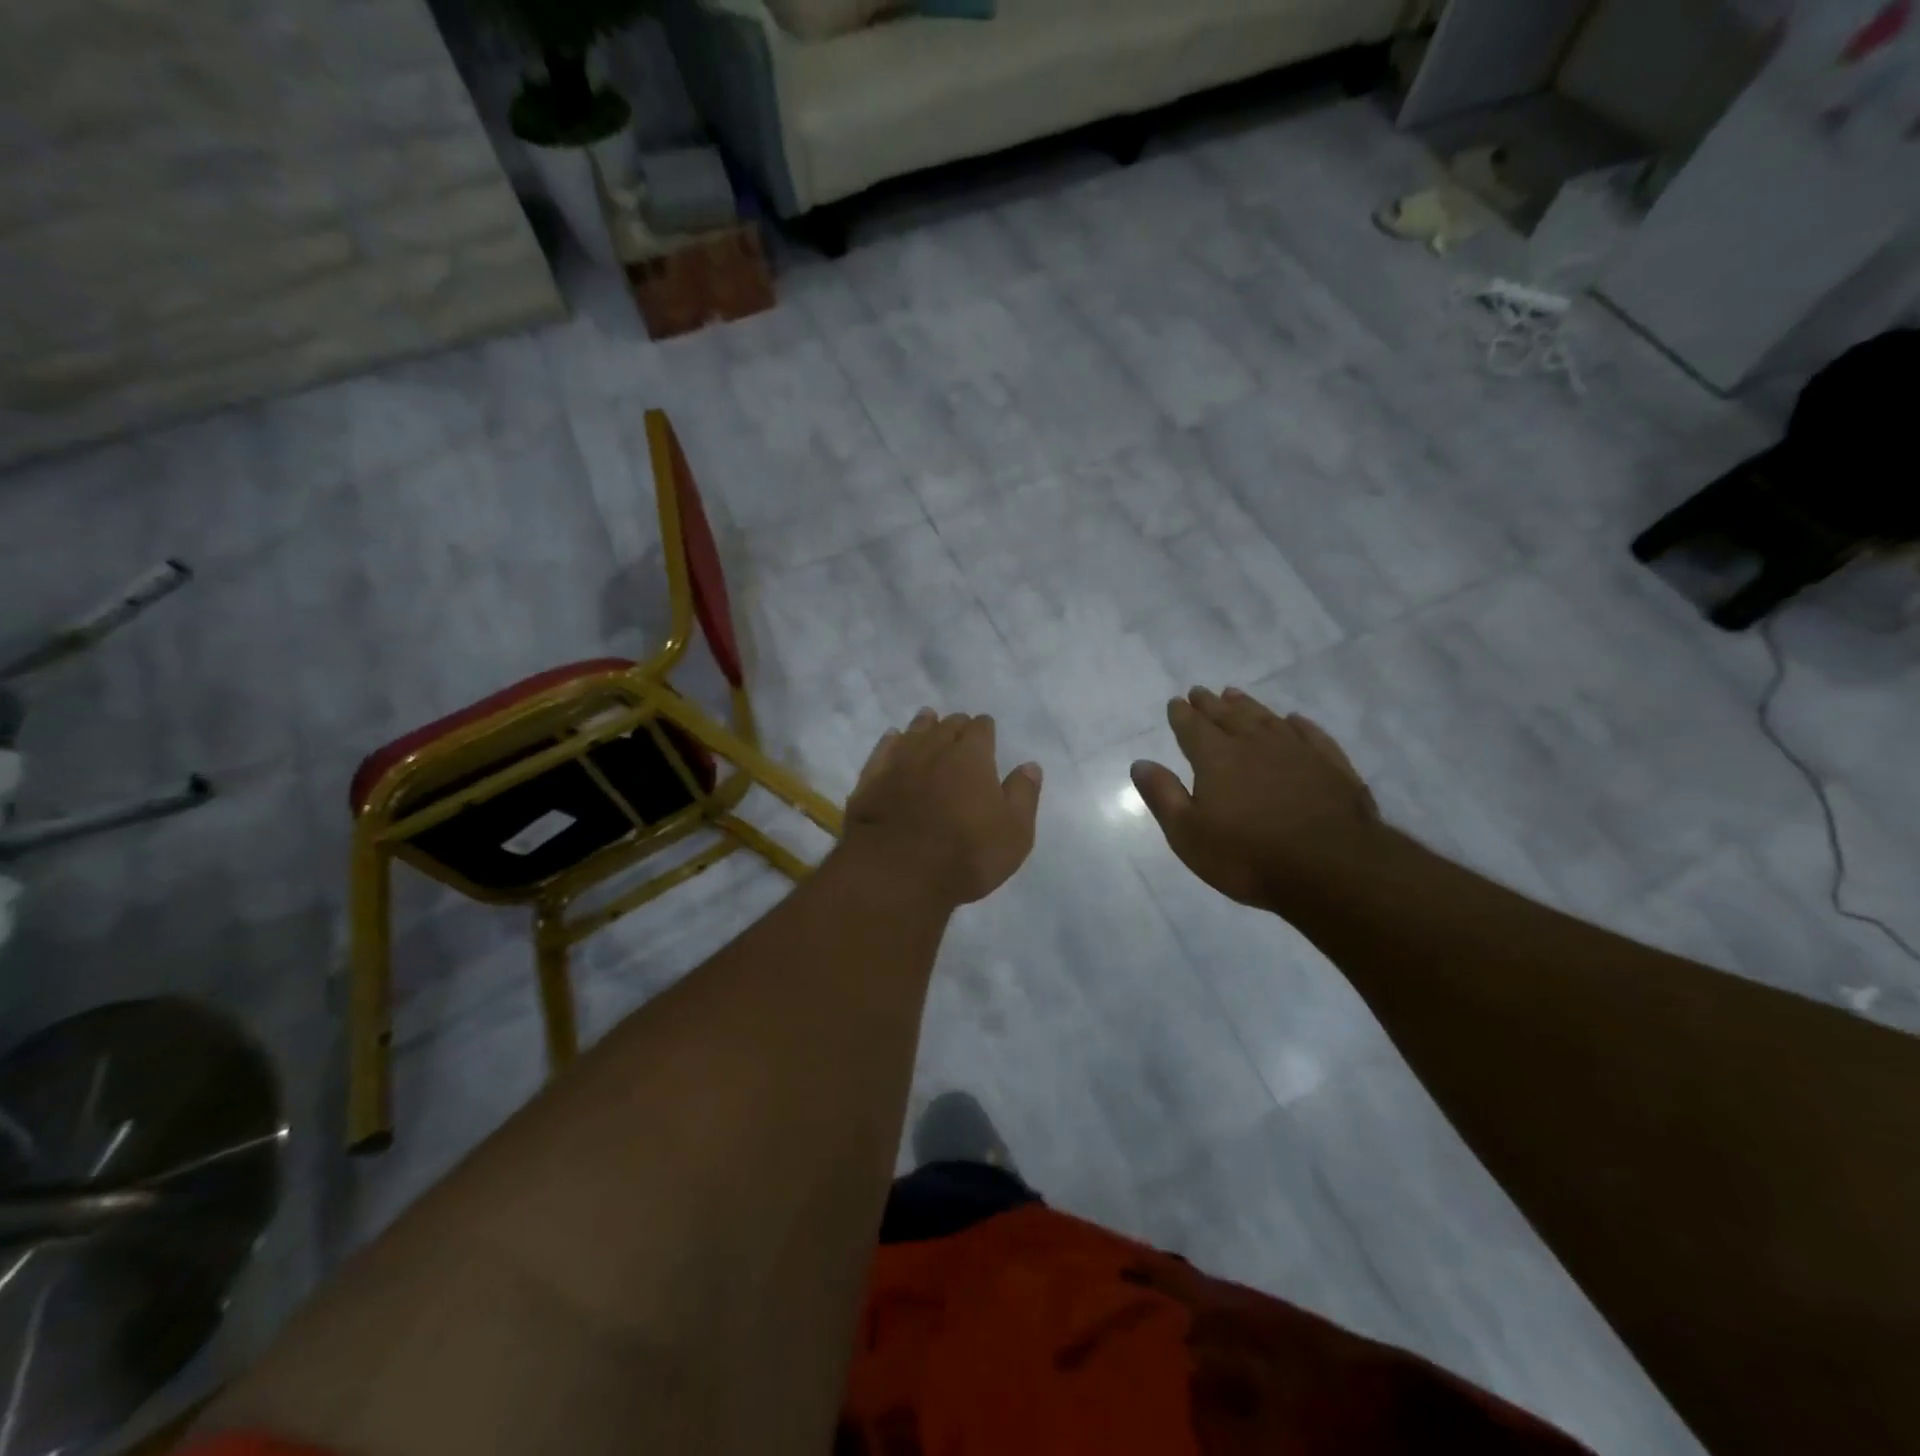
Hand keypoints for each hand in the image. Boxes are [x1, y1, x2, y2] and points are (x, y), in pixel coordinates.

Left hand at [843, 709, 1042, 907]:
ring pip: (914, 731)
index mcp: (972, 756)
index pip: (981, 728)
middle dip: (956, 725)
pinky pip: (883, 748)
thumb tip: (1030, 765)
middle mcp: (935, 748)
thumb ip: (1023, 794)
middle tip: (959, 730)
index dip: (985, 729)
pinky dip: (892, 741)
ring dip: (924, 725)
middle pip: (947, 725)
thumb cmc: (966, 854)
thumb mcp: (1014, 832)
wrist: (897, 871)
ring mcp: (899, 761)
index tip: (986, 731)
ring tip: (928, 721)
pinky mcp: (871, 778)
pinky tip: (893, 739)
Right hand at [1131, 687, 1379, 912]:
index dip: (1182, 715)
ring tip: (1235, 694)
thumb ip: (1163, 795)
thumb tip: (1140, 763)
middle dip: (1210, 704)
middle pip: (1228, 716)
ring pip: (1266, 718)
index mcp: (1216, 758)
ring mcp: (1297, 751)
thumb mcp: (1188, 834)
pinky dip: (1298, 724)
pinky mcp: (1331, 765)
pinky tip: (1293, 720)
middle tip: (1199, 692)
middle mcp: (1254, 744)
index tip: (1176, 702)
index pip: (1193, 728)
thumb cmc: (1248, 856)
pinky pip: (1310, 734)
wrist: (1332, 869)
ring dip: (1248, 705)